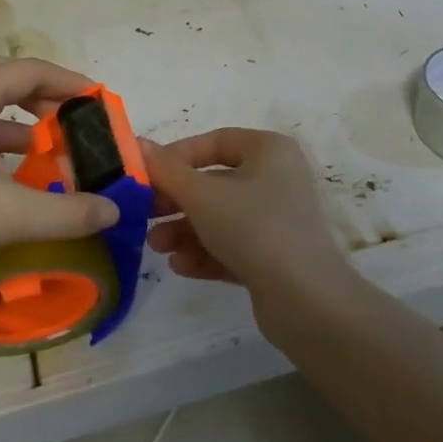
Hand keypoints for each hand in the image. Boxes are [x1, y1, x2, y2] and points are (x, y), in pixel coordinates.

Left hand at [0, 58, 119, 289]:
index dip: (68, 81)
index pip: (29, 70)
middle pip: (7, 79)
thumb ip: (69, 212)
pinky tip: (14, 172)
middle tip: (78, 119)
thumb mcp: (10, 215)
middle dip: (46, 95)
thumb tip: (112, 210)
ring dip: (22, 118)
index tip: (99, 101)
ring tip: (52, 145)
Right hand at [144, 128, 350, 307]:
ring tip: (156, 247)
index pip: (215, 142)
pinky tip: (180, 266)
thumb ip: (166, 170)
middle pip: (215, 182)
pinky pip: (233, 246)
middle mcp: (277, 179)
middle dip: (176, 201)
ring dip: (185, 230)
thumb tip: (136, 143)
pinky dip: (206, 252)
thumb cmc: (253, 228)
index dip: (177, 156)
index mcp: (269, 151)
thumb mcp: (202, 195)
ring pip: (221, 218)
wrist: (306, 299)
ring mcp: (278, 219)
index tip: (145, 175)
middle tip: (143, 214)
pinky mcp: (276, 257)